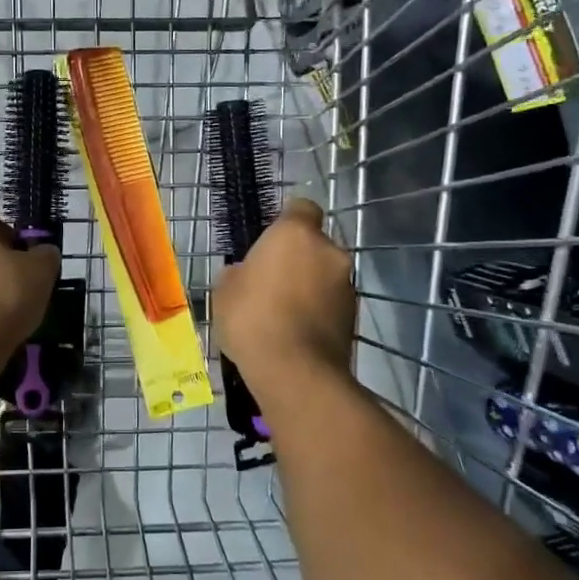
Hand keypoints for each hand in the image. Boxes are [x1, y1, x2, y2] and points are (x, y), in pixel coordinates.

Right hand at [213, 198, 355, 388]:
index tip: (271, 240)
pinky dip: (317, 311)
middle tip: (271, 282)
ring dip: (309, 286)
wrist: (294, 372)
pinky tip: (296, 332)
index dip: (287, 220)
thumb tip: (247, 273)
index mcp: (295, 234)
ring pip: (324, 275)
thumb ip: (240, 272)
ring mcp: (346, 284)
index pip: (301, 208)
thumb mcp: (224, 290)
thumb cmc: (251, 318)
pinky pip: (330, 303)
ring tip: (283, 314)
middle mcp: (328, 251)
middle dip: (298, 258)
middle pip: (314, 245)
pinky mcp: (354, 316)